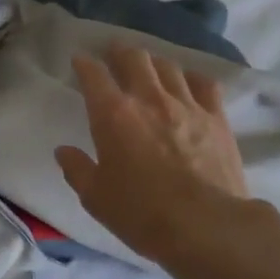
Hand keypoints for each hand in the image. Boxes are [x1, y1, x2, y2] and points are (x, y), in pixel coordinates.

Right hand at [55, 45, 256, 262]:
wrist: (206, 227)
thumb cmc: (141, 213)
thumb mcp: (96, 197)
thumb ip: (77, 169)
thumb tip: (63, 151)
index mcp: (112, 113)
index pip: (93, 73)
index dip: (84, 63)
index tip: (80, 61)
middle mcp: (148, 98)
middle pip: (133, 57)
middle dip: (120, 52)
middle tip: (114, 55)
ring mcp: (186, 104)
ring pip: (168, 66)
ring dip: (154, 63)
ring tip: (149, 68)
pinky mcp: (216, 118)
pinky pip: (204, 84)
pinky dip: (191, 79)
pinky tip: (188, 84)